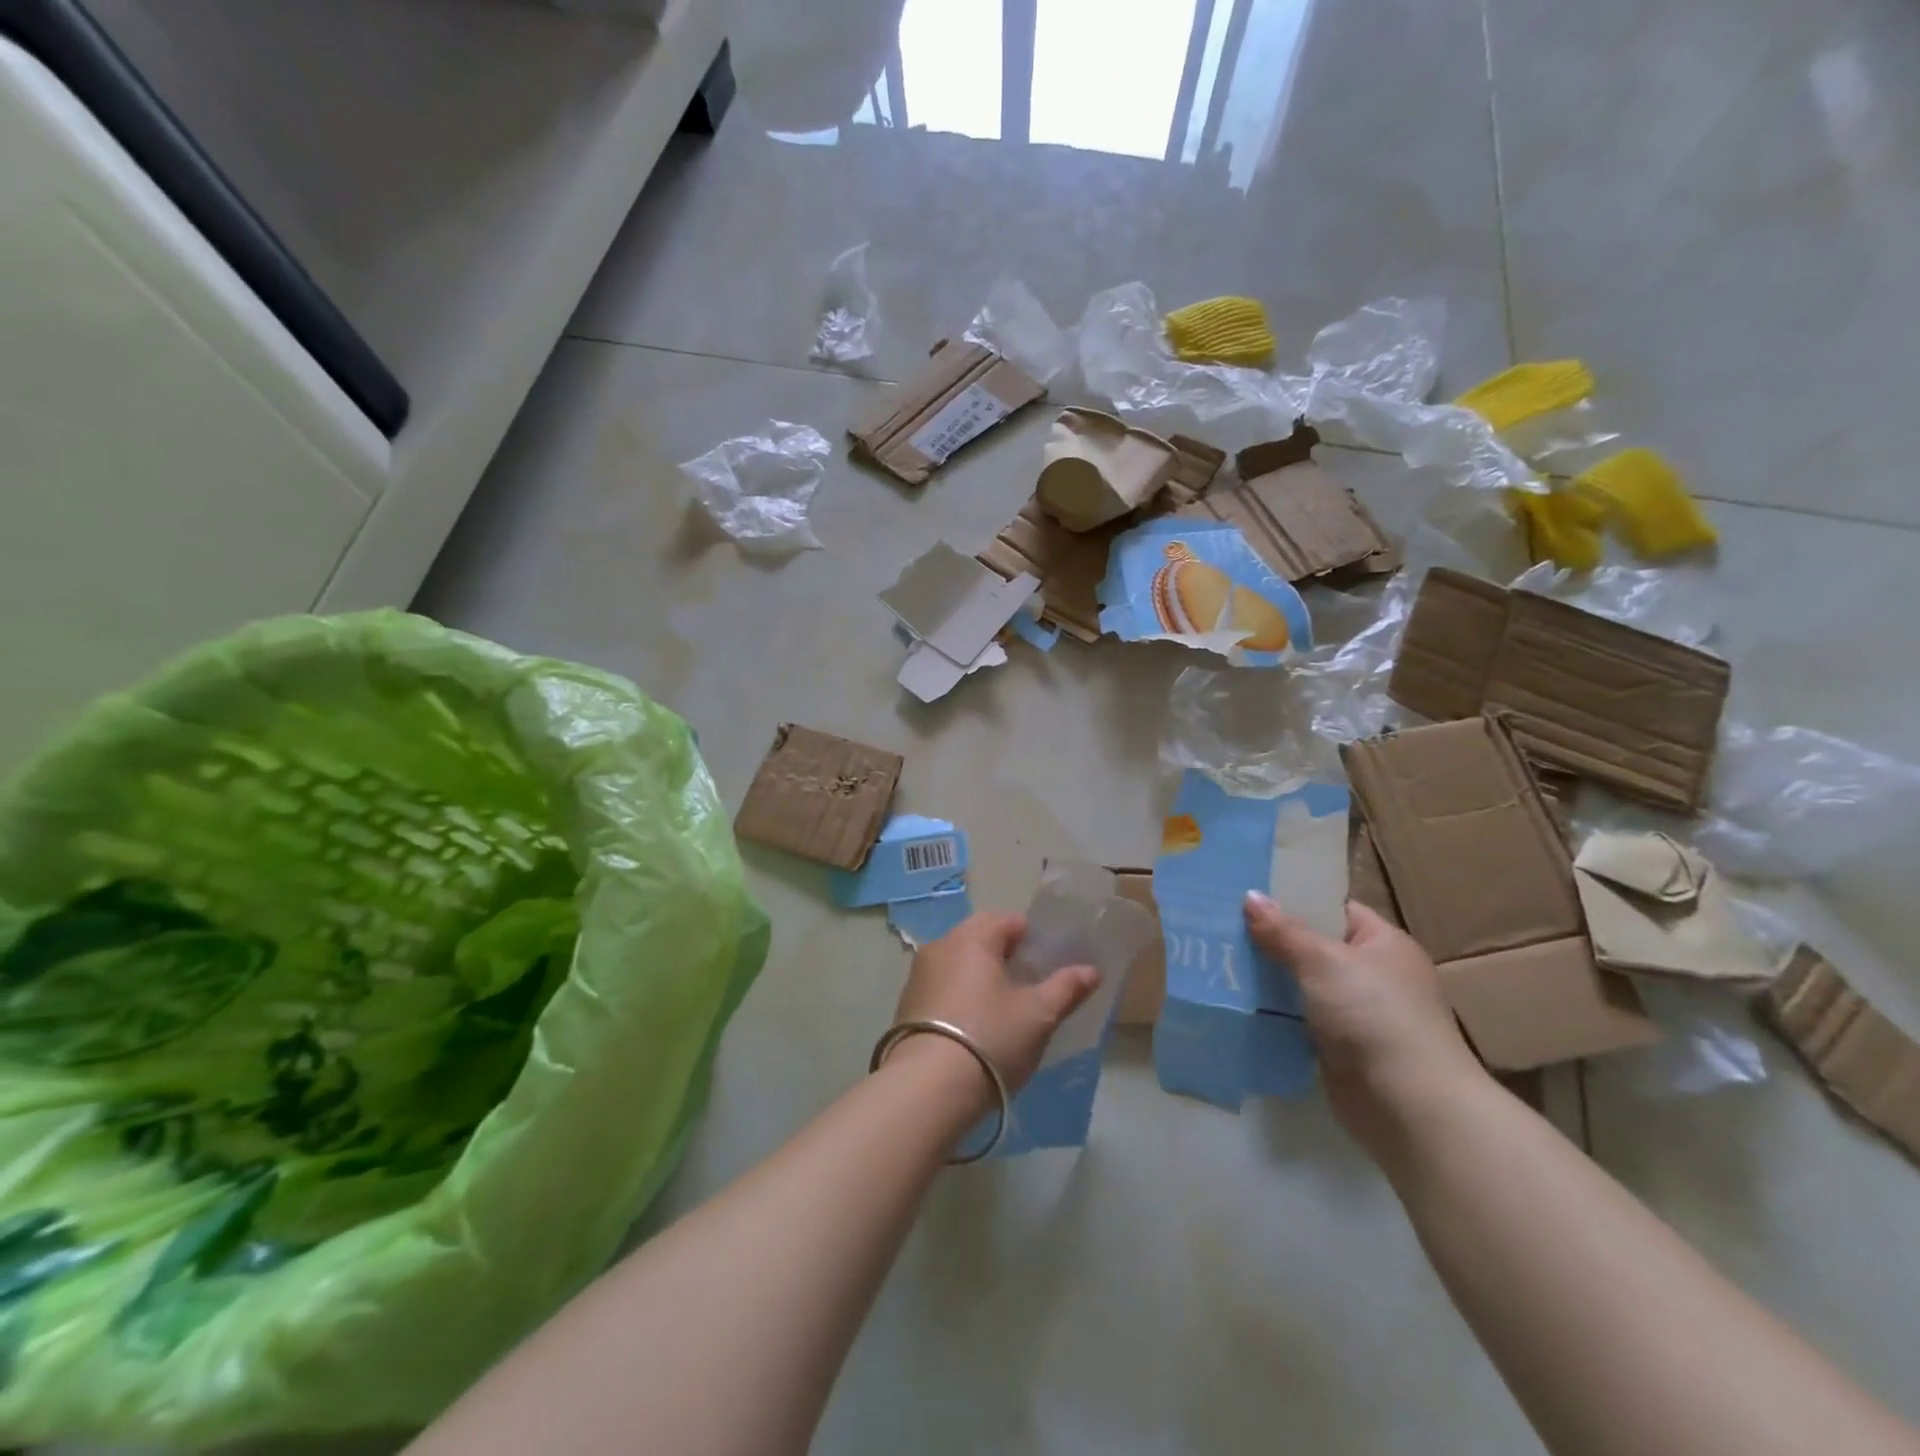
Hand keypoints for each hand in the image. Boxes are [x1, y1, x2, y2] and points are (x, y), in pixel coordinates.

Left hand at [890, 911, 1098, 1095]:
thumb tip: (1091, 969)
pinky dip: (960, 992)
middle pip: (979, 935)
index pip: (1008, 920)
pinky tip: (973, 1023)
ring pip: (958, 960)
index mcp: (972, 937)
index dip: (1032, 937)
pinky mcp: (907, 1002)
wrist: (928, 1087)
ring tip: (1002, 1005)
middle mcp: (941, 945)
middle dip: (1005, 952)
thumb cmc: (990, 1038)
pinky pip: (942, 983)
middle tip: (1028, 983)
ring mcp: (919, 974)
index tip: (1047, 963)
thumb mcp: (1038, 1015)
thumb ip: (1066, 988)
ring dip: (980, 972)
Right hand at [1244, 891, 1486, 1156]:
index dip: (1293, 898)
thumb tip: (1250, 896)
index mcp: (1383, 944)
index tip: (1247, 892)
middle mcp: (1373, 975)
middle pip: (1312, 946)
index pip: (1333, 908)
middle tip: (1220, 924)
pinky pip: (1297, 1019)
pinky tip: (1235, 1001)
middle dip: (1270, 939)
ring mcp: (1356, 1013)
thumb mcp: (1324, 962)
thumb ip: (1284, 930)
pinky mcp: (1339, 1048)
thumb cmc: (1374, 1016)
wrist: (1409, 1107)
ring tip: (1217, 959)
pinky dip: (1272, 1013)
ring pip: (1300, 985)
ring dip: (1267, 978)